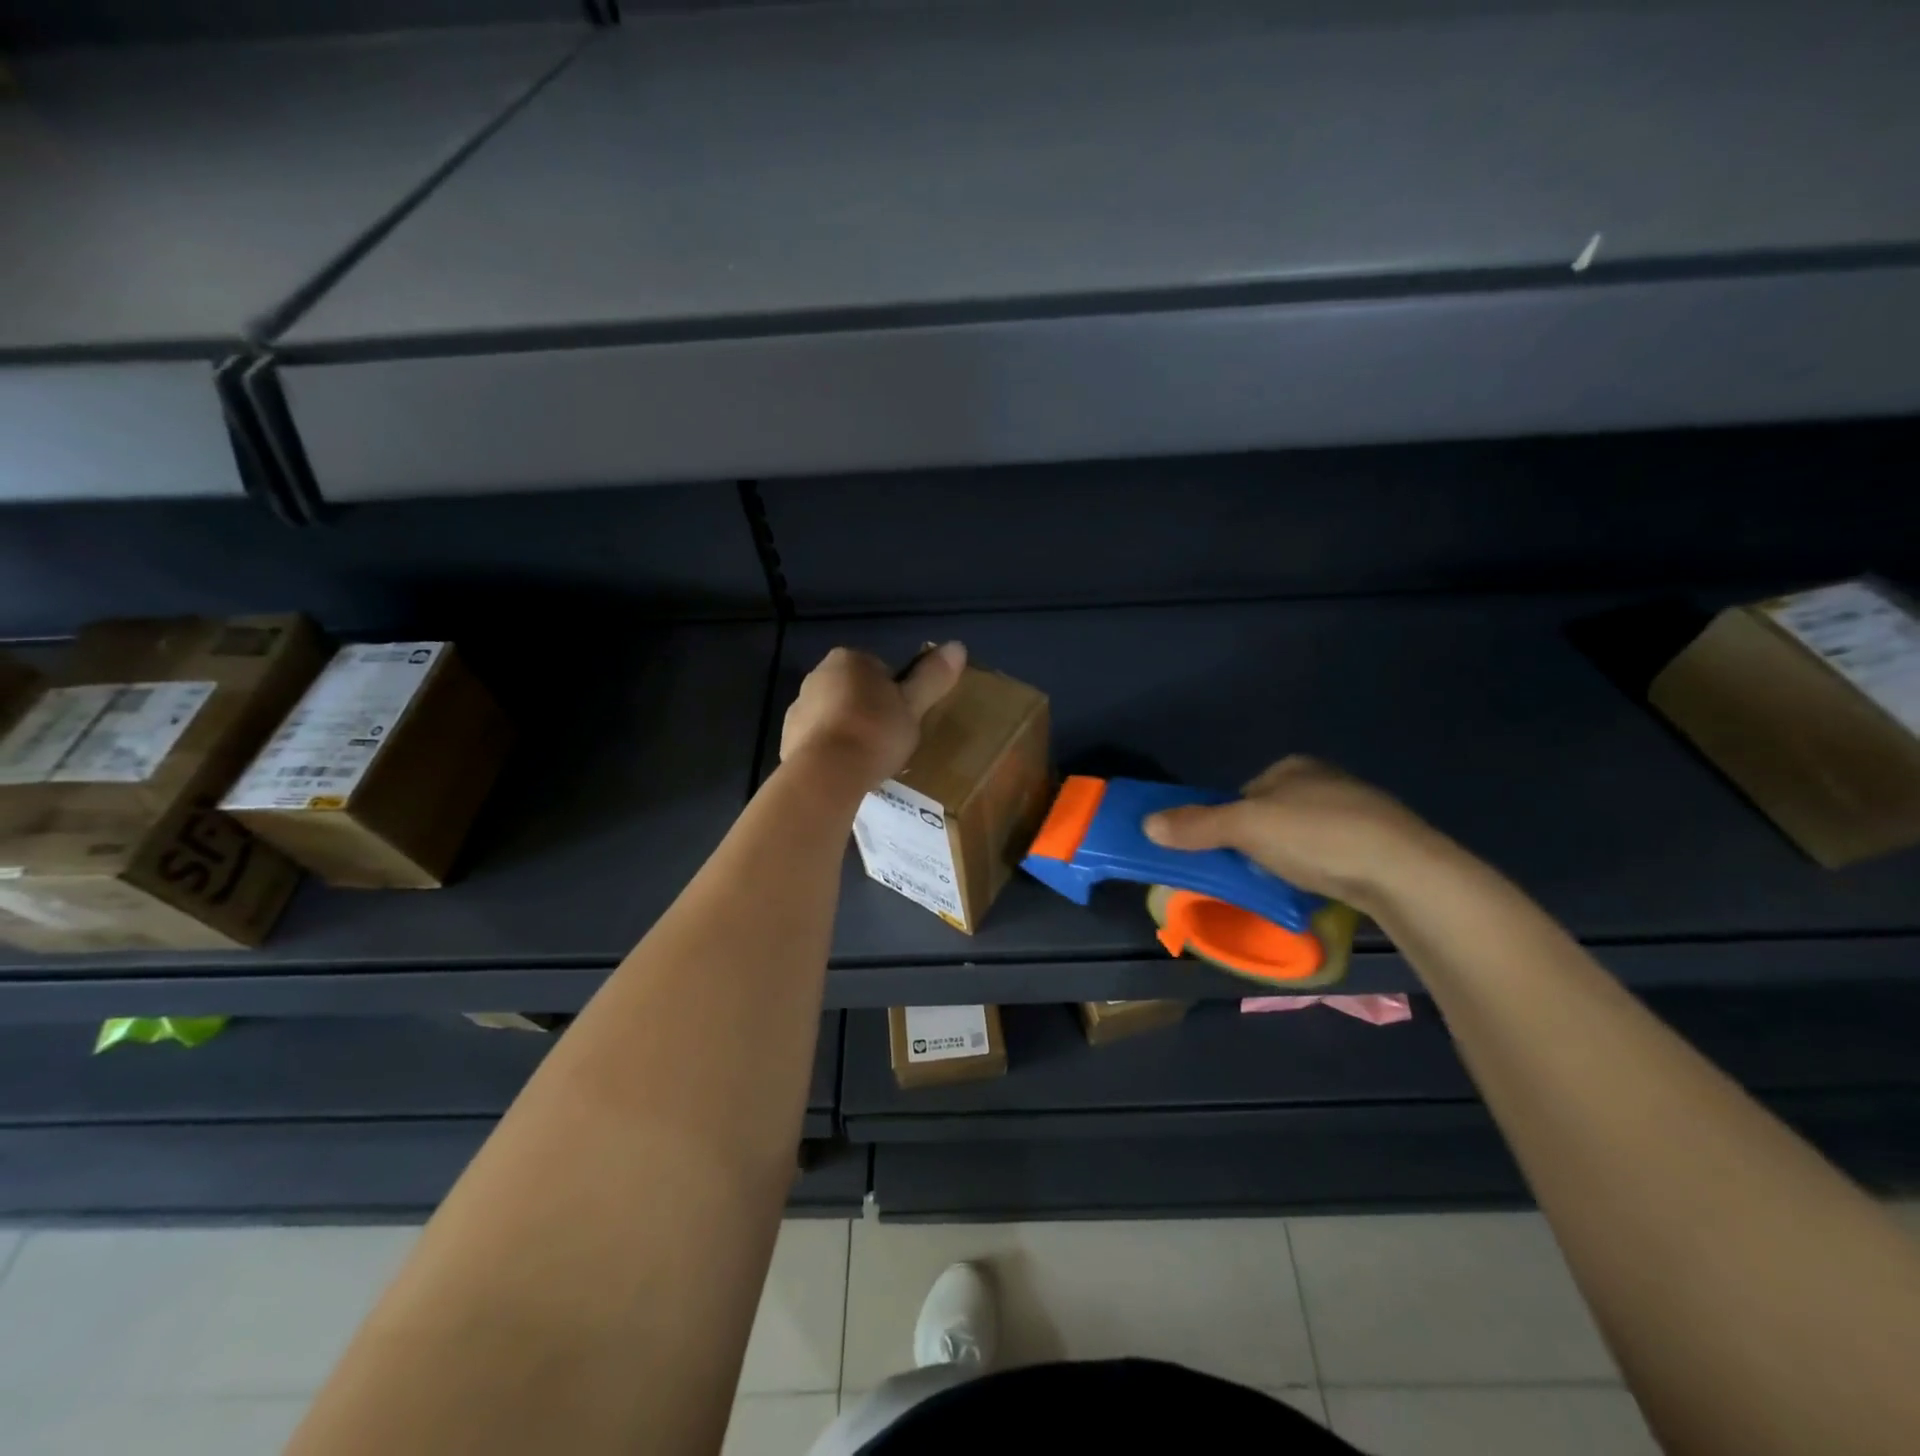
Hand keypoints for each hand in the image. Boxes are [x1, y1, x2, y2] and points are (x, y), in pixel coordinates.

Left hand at [780, 643, 966, 787]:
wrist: (827, 773)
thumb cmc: (875, 731)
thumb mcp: (913, 705)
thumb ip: (932, 676)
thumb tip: (958, 646)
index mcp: (848, 659)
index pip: (879, 669)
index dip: (895, 694)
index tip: (903, 718)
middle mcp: (817, 675)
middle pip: (854, 691)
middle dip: (869, 710)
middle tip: (890, 739)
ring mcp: (798, 708)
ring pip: (834, 715)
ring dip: (849, 730)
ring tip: (869, 759)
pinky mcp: (787, 739)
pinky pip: (818, 740)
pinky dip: (831, 751)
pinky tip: (846, 771)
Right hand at [1142, 756, 1450, 911]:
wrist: (1405, 873)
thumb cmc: (1317, 836)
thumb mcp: (1246, 828)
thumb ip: (1197, 825)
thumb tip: (1147, 824)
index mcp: (1294, 767)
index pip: (1243, 793)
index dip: (1227, 821)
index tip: (1224, 851)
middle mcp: (1326, 780)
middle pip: (1271, 815)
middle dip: (1258, 842)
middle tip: (1251, 872)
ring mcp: (1359, 811)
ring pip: (1303, 836)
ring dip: (1289, 858)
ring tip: (1285, 885)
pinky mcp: (1382, 844)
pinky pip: (1332, 854)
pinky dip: (1319, 869)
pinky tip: (1320, 887)